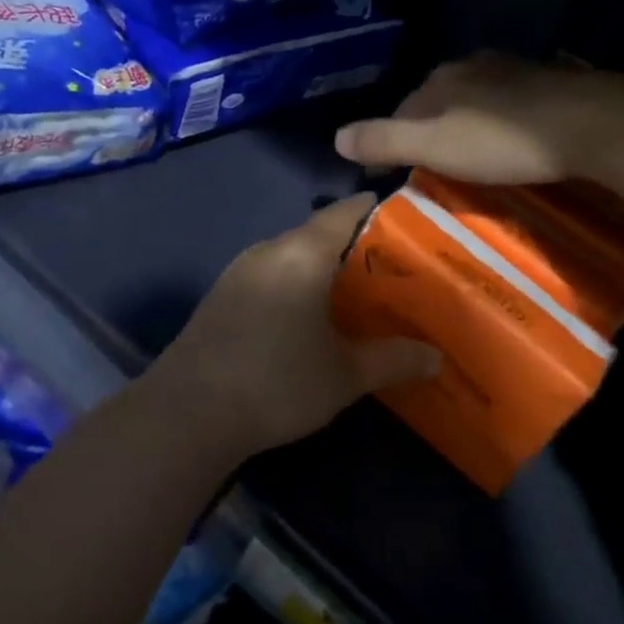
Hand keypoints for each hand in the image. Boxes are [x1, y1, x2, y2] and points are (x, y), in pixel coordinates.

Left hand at [151, 194, 441, 457]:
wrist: (188, 412)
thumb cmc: (277, 382)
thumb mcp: (344, 375)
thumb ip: (392, 359)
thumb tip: (436, 357)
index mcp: (303, 252)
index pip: (348, 210)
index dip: (380, 211)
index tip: (411, 224)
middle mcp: (270, 248)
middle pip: (320, 231)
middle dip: (356, 247)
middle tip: (393, 270)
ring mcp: (240, 268)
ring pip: (293, 253)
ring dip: (323, 267)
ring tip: (356, 293)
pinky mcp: (223, 292)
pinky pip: (271, 272)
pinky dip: (296, 282)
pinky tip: (308, 317)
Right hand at [334, 53, 609, 185]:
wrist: (588, 123)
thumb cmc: (502, 140)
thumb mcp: (434, 146)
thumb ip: (384, 140)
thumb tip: (336, 138)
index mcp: (441, 78)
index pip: (404, 107)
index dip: (397, 138)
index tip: (401, 169)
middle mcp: (472, 66)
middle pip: (439, 100)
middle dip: (433, 129)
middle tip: (438, 167)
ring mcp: (512, 70)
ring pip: (475, 100)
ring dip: (468, 124)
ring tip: (473, 158)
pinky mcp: (548, 82)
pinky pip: (510, 103)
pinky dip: (502, 121)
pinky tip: (513, 141)